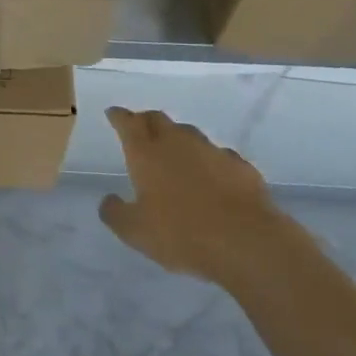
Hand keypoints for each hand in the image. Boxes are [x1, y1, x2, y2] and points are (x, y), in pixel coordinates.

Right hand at [98, 108, 287, 287]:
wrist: (247, 241)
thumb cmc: (182, 234)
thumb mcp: (136, 232)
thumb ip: (115, 213)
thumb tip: (108, 200)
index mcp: (146, 153)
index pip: (128, 123)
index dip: (119, 116)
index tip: (113, 113)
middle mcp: (177, 142)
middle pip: (157, 119)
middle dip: (145, 120)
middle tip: (140, 128)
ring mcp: (211, 150)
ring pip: (188, 134)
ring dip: (178, 139)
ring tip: (176, 153)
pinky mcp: (240, 166)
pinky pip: (219, 155)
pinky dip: (210, 161)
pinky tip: (213, 176)